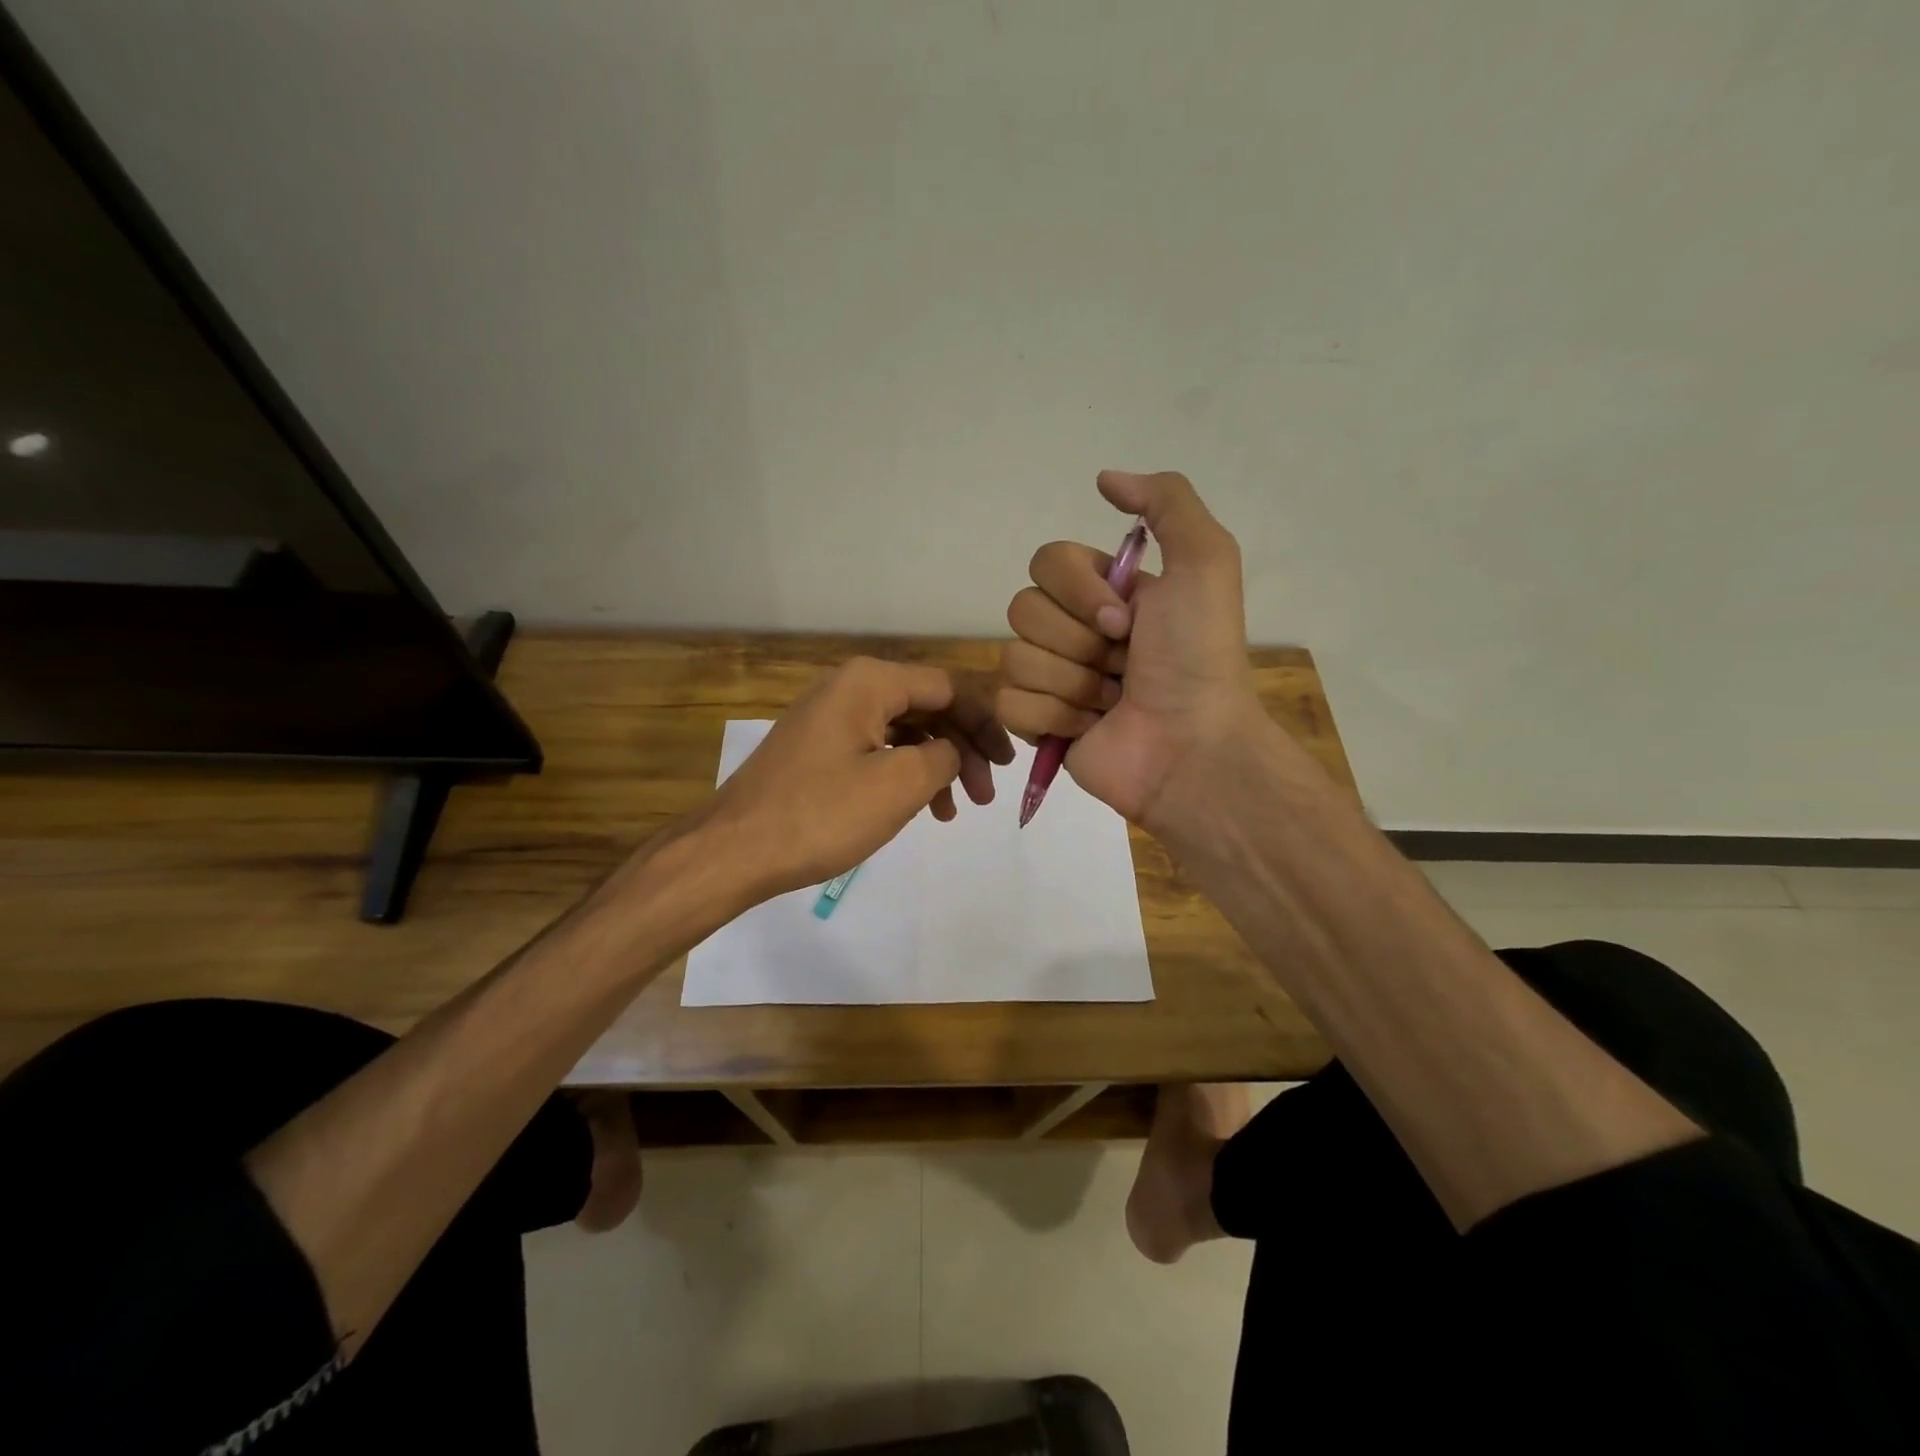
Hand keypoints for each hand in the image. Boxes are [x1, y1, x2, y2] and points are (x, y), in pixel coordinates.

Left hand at [703, 656, 1013, 902]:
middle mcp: (849, 688)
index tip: (1008, 764)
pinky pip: (876, 750)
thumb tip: (953, 750)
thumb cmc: (821, 814)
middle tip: (985, 795)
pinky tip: (919, 808)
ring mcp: (829, 719)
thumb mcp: (899, 784)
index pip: (949, 687)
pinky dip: (904, 775)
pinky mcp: (818, 749)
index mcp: (870, 682)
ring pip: (903, 732)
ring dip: (936, 766)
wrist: (734, 850)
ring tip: (954, 811)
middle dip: (962, 748)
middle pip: (927, 707)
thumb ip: (945, 755)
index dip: (985, 722)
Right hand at [997, 470, 1261, 832]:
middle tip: (1123, 664)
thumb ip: (1166, 502)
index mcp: (1104, 592)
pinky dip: (1053, 717)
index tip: (1125, 621)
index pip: (1046, 562)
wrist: (1191, 747)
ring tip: (1112, 701)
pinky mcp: (1037, 725)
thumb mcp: (1205, 562)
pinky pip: (1009, 704)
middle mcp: (1074, 630)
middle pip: (1022, 609)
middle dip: (1078, 641)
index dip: (1079, 591)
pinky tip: (1089, 728)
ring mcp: (1052, 679)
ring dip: (1072, 683)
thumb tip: (1104, 478)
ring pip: (1015, 658)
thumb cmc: (1198, 657)